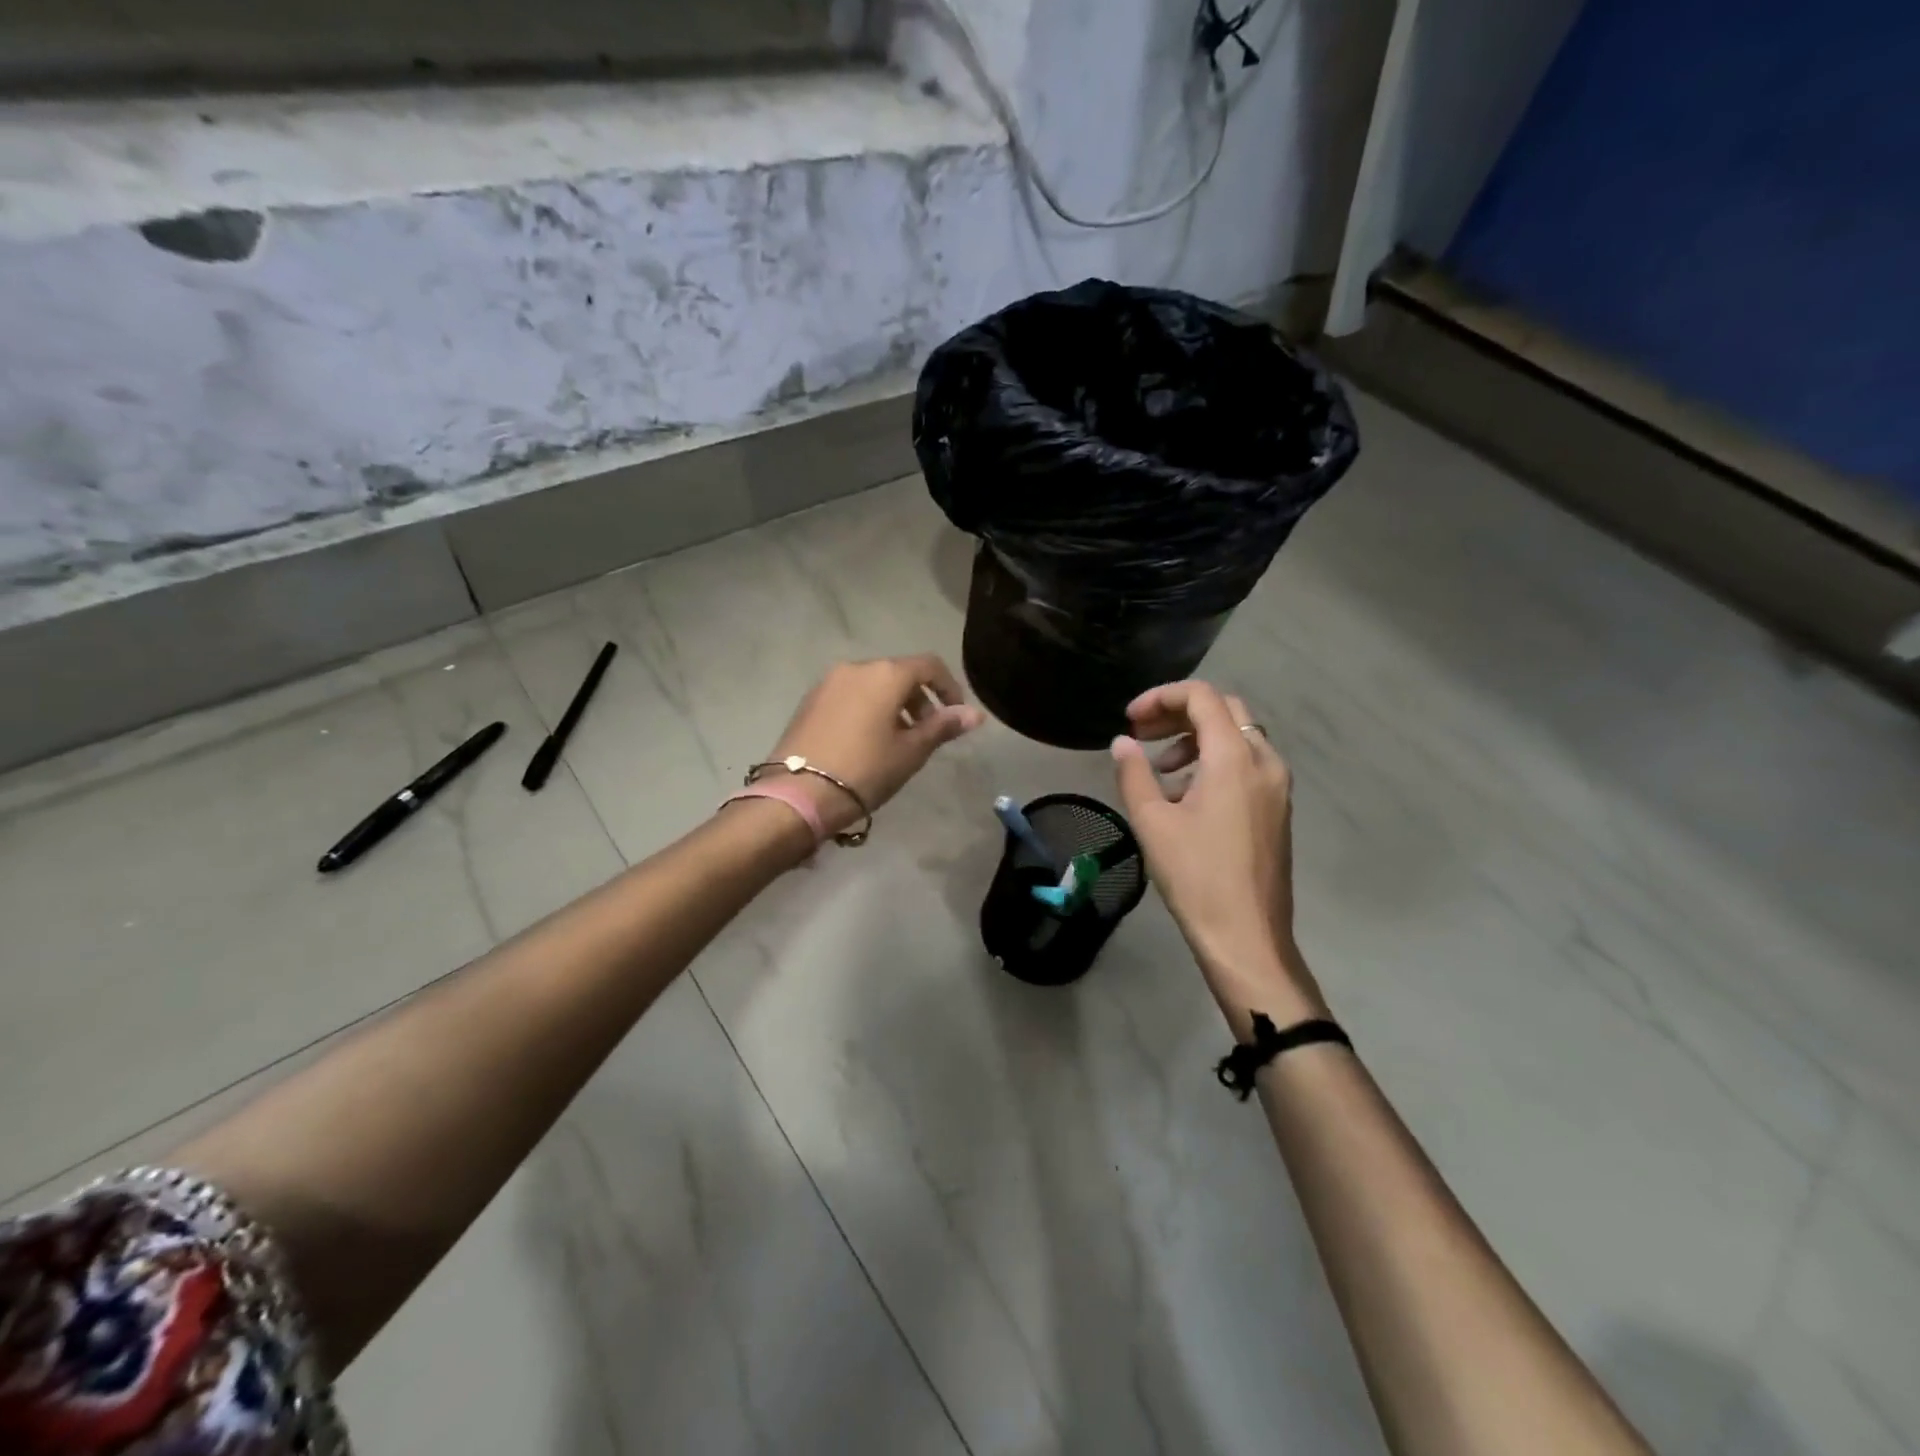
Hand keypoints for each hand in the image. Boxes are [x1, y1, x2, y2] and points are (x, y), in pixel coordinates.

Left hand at [765, 654, 983, 837]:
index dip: (949, 687)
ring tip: (897, 741)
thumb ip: (943, 726)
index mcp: (885, 675)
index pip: (929, 666)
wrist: (799, 794)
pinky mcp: (809, 701)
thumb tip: (976, 714)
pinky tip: (866, 742)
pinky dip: (867, 709)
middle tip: (927, 733)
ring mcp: (828, 683)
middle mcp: (855, 668)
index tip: (956, 715)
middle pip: (898, 673)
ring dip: (893, 705)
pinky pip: (849, 695)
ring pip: (872, 684)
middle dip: (919, 699)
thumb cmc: (866, 770)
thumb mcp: (911, 751)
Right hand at [1111, 681, 1325, 1035]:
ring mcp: (1277, 786)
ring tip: (1161, 770)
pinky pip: (1247, 764)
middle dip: (1178, 714)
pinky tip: (1186, 796)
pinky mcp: (1277, 808)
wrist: (1247, 937)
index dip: (1161, 697)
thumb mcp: (1152, 822)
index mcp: (1234, 758)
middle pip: (1224, 710)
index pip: (1202, 697)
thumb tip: (1122, 744)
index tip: (1130, 720)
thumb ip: (1134, 773)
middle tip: (1142, 734)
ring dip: (1196, 739)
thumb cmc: (1195, 877)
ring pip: (1238, 736)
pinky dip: (1215, 762)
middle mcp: (1264, 761)